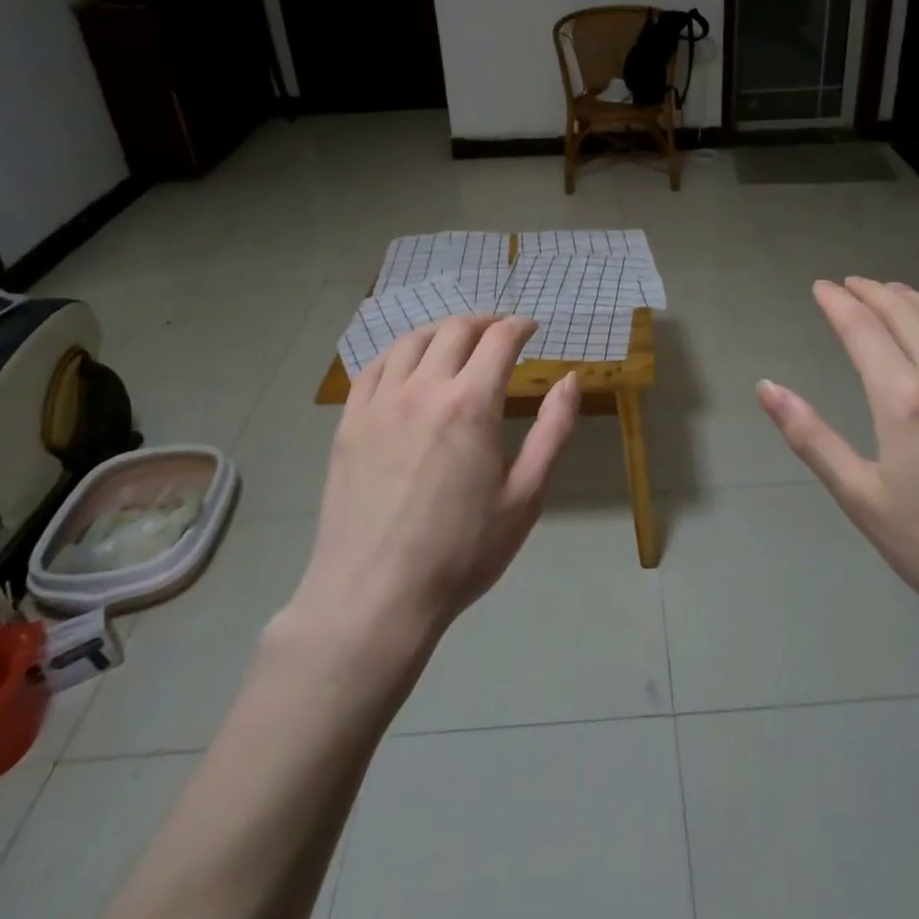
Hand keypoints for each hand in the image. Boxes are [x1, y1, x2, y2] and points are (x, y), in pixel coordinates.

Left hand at [288, 316, 580, 654]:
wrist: (375, 595)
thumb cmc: (461, 551)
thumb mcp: (526, 496)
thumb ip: (553, 431)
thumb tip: (569, 380)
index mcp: (470, 404)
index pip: (499, 339)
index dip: (519, 326)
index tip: (531, 329)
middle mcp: (423, 389)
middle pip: (455, 330)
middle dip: (484, 322)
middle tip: (499, 333)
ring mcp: (379, 403)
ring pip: (411, 340)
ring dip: (441, 331)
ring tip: (457, 343)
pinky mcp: (349, 422)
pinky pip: (374, 367)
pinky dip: (399, 353)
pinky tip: (408, 366)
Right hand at [757, 279, 918, 677]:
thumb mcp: (860, 497)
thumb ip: (810, 436)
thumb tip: (766, 387)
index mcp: (904, 400)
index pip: (863, 329)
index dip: (838, 303)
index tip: (821, 287)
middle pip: (907, 314)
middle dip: (874, 292)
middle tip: (852, 285)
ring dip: (918, 299)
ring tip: (895, 291)